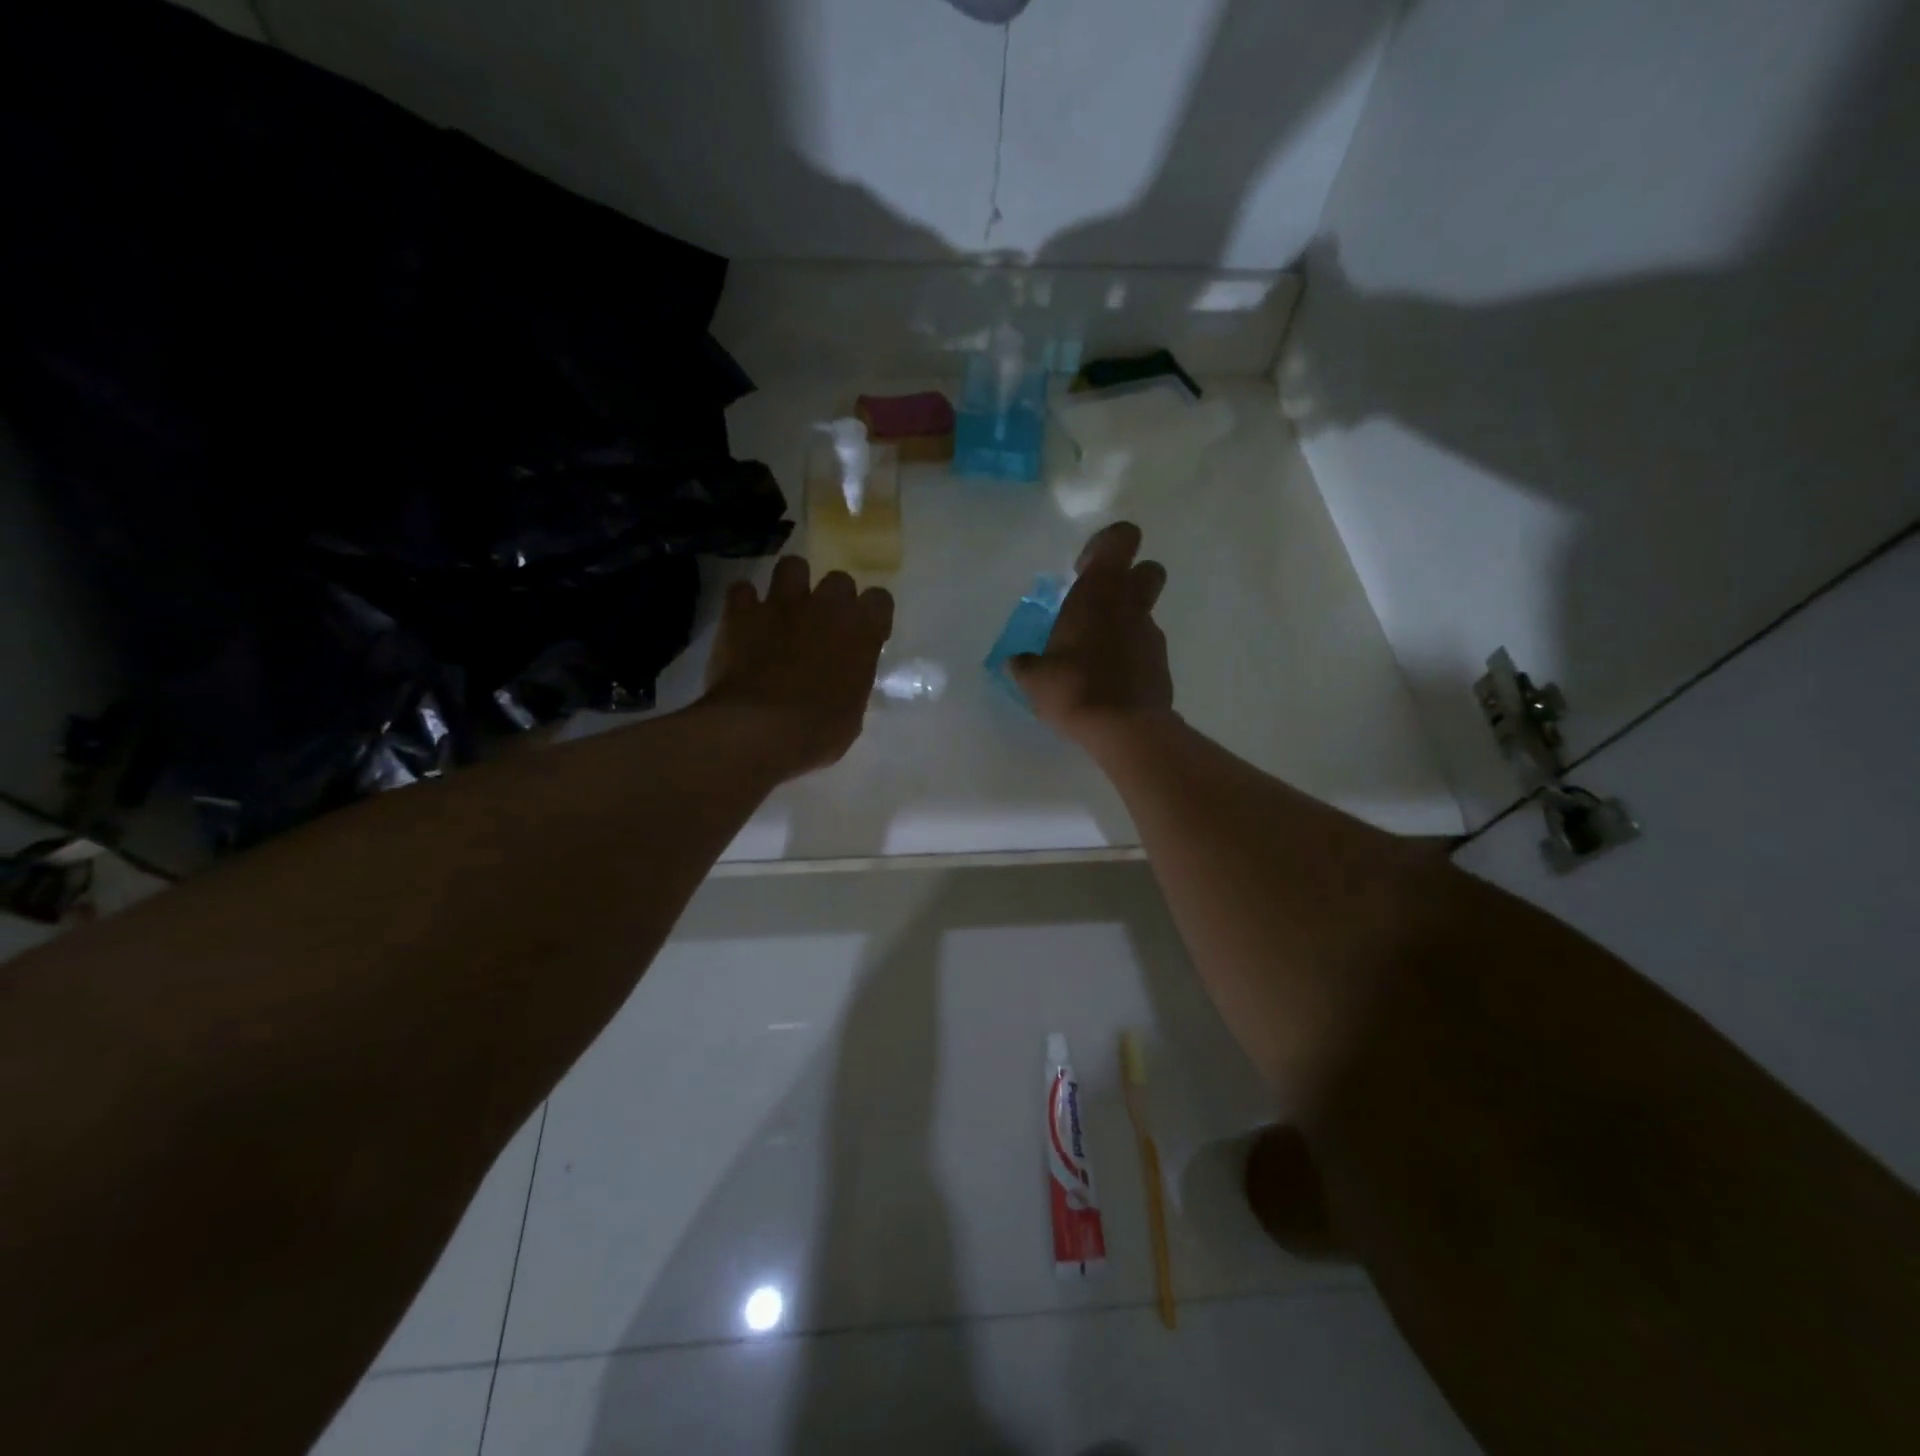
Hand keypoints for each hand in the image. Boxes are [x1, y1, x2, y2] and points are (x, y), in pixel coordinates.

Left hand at [701, 557, 894, 779]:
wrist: (758, 730)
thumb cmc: (817, 732)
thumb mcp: (852, 714)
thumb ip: (852, 682)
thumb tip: (845, 678)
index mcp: (862, 632)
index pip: (880, 600)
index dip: (872, 615)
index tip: (865, 635)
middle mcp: (826, 607)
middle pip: (839, 579)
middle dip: (833, 598)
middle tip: (824, 625)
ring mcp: (782, 605)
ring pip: (792, 566)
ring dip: (791, 583)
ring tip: (785, 608)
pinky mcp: (741, 613)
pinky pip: (742, 590)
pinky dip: (744, 603)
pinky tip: (744, 620)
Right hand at [1010, 522, 1173, 745]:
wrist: (1123, 728)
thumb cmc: (1073, 688)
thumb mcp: (1034, 678)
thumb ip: (1025, 664)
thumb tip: (1016, 663)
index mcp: (1099, 591)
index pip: (1121, 539)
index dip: (1105, 546)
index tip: (1082, 570)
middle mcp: (1131, 604)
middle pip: (1148, 569)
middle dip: (1128, 579)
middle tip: (1098, 605)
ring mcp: (1151, 634)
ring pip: (1145, 612)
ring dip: (1125, 622)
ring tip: (1096, 653)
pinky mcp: (1161, 663)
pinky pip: (1145, 646)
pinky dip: (1131, 654)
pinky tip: (1109, 679)